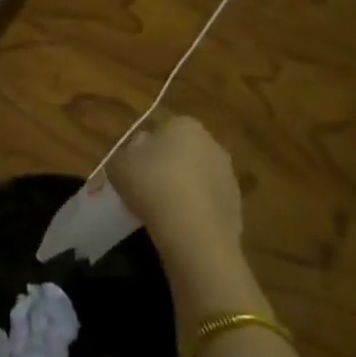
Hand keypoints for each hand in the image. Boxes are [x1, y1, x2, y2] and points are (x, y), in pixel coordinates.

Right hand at [107, 114, 246, 264]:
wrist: (193, 231)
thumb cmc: (151, 184)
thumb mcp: (118, 164)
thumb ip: (125, 154)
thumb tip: (136, 154)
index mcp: (185, 125)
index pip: (162, 130)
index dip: (146, 149)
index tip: (134, 168)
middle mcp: (212, 144)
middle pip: (183, 153)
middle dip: (168, 167)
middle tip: (147, 188)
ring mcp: (229, 177)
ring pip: (198, 179)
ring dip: (184, 190)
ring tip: (162, 212)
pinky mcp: (237, 207)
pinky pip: (208, 205)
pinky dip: (196, 213)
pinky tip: (181, 227)